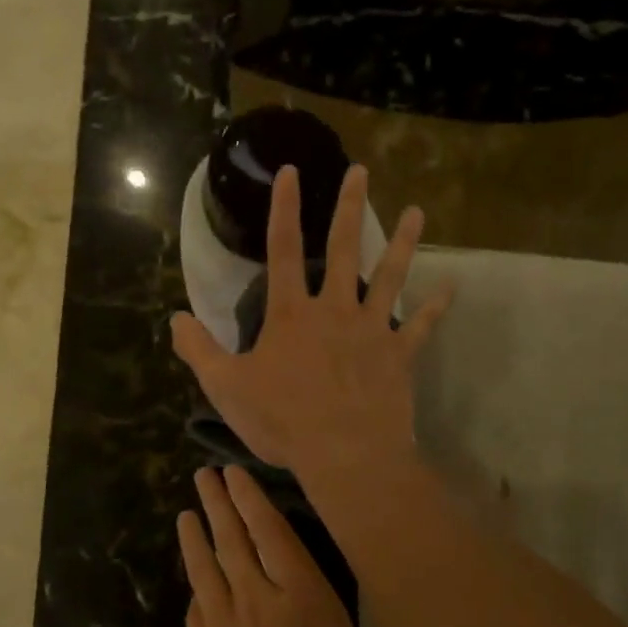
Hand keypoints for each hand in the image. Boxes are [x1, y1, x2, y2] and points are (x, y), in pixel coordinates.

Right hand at [172, 164, 450, 478]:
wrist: (345, 455)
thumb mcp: (225, 388)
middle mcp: (335, 310)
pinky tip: (451, 288)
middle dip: (349, 206)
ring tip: (416, 212)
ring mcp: (372, 330)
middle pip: (344, 248)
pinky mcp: (399, 356)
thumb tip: (175, 319)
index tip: (291, 171)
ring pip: (390, 277)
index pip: (283, 249)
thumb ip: (199, 350)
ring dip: (402, 243)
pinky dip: (436, 308)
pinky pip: (422, 327)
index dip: (284, 208)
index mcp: (291, 314)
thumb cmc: (283, 421)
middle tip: (361, 171)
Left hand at [179, 466, 405, 626]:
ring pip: (205, 565)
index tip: (236, 473)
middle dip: (219, 502)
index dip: (252, 500)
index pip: (272, 533)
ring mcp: (221, 626)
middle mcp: (257, 600)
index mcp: (304, 600)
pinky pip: (196, 603)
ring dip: (196, 533)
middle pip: (232, 539)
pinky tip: (195, 576)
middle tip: (205, 475)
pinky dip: (195, 582)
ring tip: (188, 510)